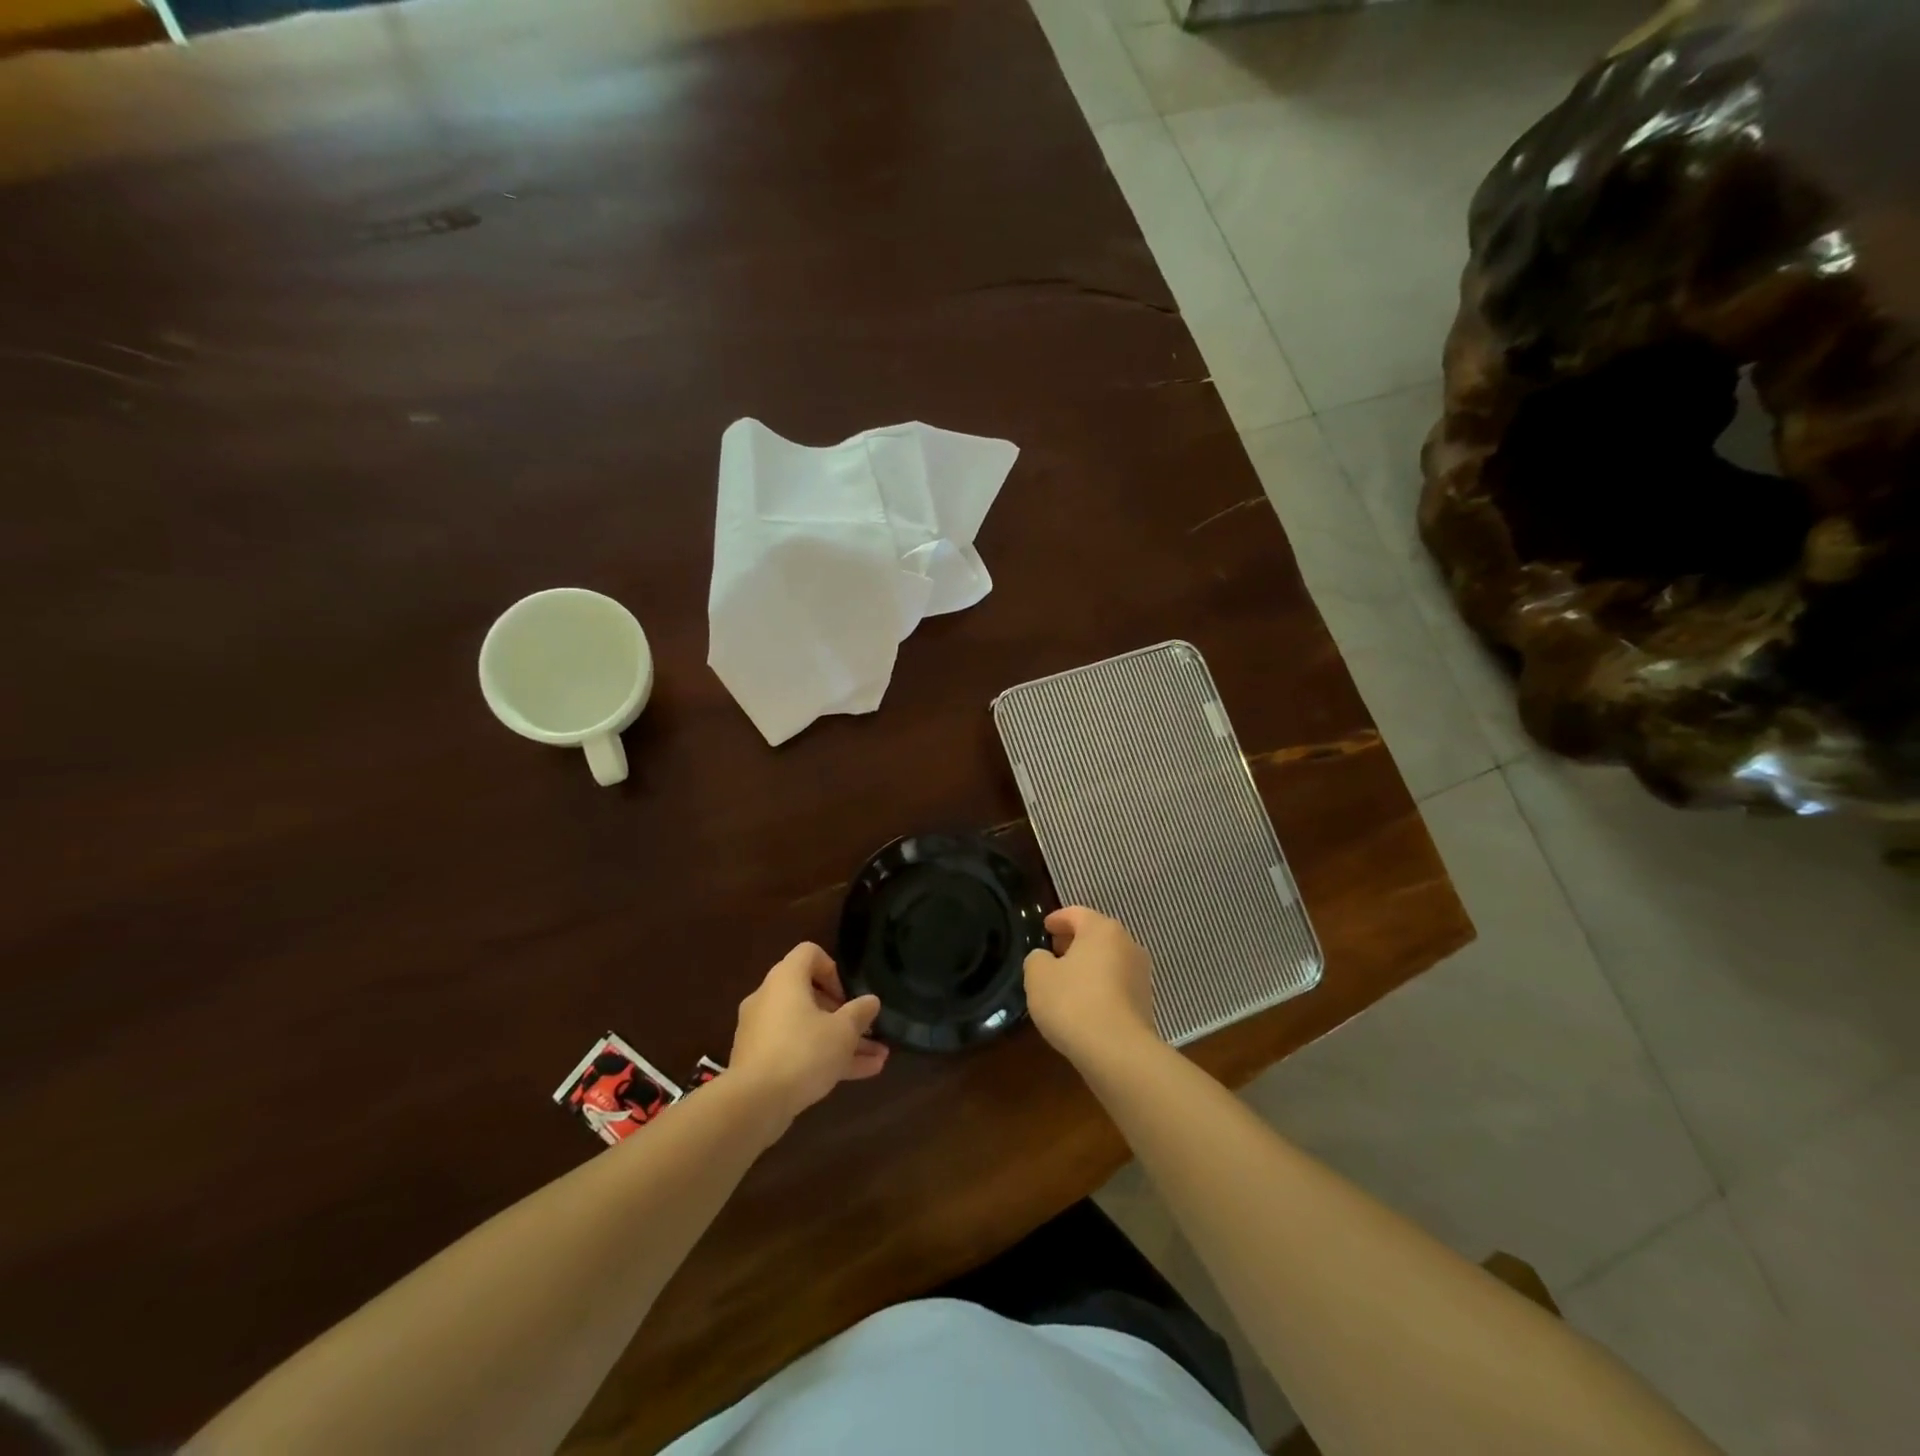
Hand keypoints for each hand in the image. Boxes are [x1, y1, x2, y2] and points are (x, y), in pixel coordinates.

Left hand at [729, 943, 888, 1124]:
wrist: (754, 1103)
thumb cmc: (803, 1052)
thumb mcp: (843, 1032)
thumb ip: (860, 1013)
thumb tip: (871, 1001)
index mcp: (786, 979)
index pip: (809, 953)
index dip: (833, 970)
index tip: (847, 996)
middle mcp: (769, 998)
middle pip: (810, 995)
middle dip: (844, 1016)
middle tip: (867, 1032)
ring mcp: (760, 1031)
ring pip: (807, 1028)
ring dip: (840, 1041)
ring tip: (877, 1060)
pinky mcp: (758, 1060)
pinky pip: (795, 1050)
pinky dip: (821, 1058)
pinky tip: (855, 1076)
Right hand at [1023, 906, 1158, 1067]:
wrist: (1118, 1052)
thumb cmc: (1073, 1002)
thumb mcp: (1038, 976)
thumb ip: (1037, 959)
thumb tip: (1046, 959)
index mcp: (1102, 929)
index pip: (1076, 914)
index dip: (1057, 919)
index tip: (1044, 928)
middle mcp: (1127, 944)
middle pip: (1095, 935)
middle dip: (1073, 942)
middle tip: (1051, 954)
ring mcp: (1140, 974)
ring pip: (1108, 960)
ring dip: (1087, 966)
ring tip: (1064, 982)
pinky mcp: (1145, 1002)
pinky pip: (1116, 985)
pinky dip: (1099, 987)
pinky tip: (1082, 1005)